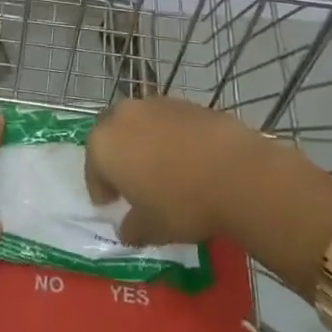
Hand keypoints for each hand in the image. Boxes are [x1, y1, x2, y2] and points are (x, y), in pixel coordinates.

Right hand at [85, 96, 269, 246]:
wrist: (238, 174)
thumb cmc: (182, 203)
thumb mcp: (151, 228)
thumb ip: (132, 227)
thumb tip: (127, 229)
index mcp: (104, 144)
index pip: (93, 168)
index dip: (101, 188)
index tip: (111, 205)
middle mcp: (123, 116)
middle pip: (112, 135)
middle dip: (117, 156)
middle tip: (131, 182)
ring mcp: (156, 104)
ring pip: (140, 124)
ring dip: (144, 143)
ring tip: (162, 170)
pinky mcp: (186, 102)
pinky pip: (167, 122)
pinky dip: (170, 137)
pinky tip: (188, 159)